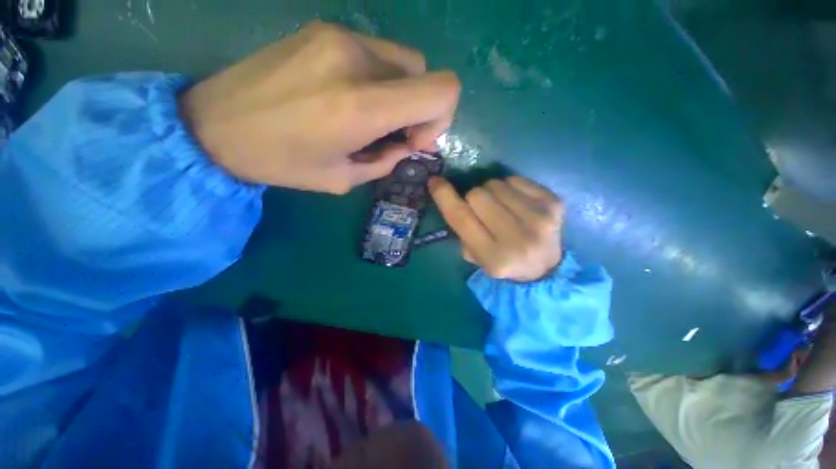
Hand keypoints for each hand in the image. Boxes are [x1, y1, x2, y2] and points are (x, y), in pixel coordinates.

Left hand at [179, 21, 460, 193]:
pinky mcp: (322, 29)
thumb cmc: (282, 162)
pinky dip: (377, 78)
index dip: (442, 117)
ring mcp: (337, 36)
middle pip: (423, 72)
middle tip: (394, 133)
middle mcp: (356, 60)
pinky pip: (373, 53)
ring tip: (369, 117)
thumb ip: (386, 161)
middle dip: (420, 107)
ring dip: (398, 93)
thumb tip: (407, 146)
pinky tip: (349, 98)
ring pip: (401, 60)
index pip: (442, 90)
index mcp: (362, 105)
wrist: (213, 124)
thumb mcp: (343, 178)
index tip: (416, 140)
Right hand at [428, 176, 563, 281]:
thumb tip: (455, 198)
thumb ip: (462, 232)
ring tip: (500, 207)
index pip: (461, 218)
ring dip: (491, 192)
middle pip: (477, 195)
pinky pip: (515, 179)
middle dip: (472, 198)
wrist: (545, 267)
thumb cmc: (504, 262)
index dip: (444, 196)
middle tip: (480, 210)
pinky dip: (509, 188)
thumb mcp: (476, 258)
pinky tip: (516, 203)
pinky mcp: (553, 202)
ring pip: (496, 184)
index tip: (435, 182)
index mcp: (494, 258)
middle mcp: (517, 239)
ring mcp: (539, 218)